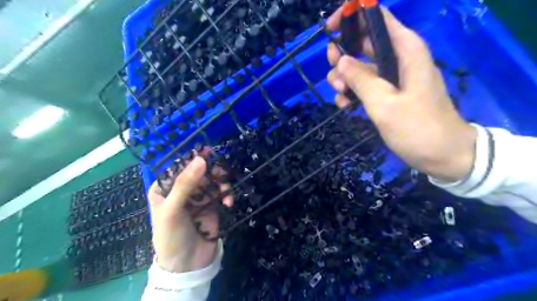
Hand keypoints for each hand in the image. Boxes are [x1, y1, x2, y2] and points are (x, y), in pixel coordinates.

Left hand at [147, 154, 231, 273]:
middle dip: (211, 171)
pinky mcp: (212, 205)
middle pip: (199, 172)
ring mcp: (198, 198)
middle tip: (221, 172)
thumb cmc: (171, 236)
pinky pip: (221, 193)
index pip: (179, 167)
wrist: (188, 265)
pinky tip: (229, 202)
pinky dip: (226, 194)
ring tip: (225, 192)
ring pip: (212, 181)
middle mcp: (182, 191)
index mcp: (165, 189)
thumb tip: (201, 159)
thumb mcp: (172, 210)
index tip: (208, 150)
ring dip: (221, 184)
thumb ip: (185, 184)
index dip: (192, 158)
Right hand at [325, 6, 474, 180]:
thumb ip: (361, 80)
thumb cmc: (418, 128)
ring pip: (360, 66)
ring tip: (340, 94)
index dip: (354, 15)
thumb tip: (341, 60)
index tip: (331, 28)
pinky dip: (352, 92)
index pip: (378, 18)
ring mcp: (392, 78)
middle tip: (332, 70)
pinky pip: (365, 86)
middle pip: (364, 43)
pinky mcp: (388, 94)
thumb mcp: (384, 104)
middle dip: (343, 54)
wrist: (443, 155)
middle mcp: (398, 59)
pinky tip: (344, 105)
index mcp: (405, 50)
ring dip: (344, 77)